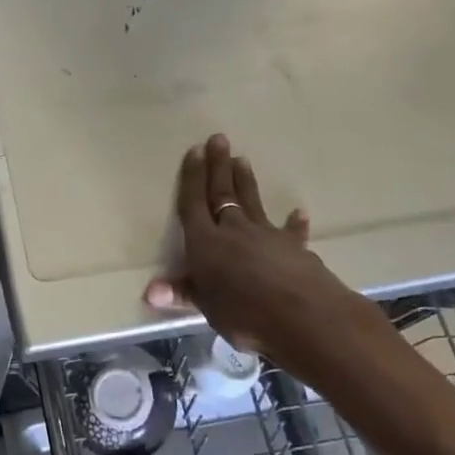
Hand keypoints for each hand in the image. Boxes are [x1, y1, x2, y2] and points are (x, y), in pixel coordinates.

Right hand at [144, 135, 371, 355]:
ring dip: (246, 181)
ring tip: (243, 160)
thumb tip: (151, 291)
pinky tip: (299, 212)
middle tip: (219, 139)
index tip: (195, 151)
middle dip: (219, 166)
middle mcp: (234, 230)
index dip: (192, 178)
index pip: (194, 204)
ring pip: (252, 202)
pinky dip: (294, 222)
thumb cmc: (244, 313)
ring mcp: (267, 235)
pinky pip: (292, 231)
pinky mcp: (295, 247)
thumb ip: (184, 293)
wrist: (303, 316)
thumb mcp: (207, 307)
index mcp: (205, 242)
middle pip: (223, 193)